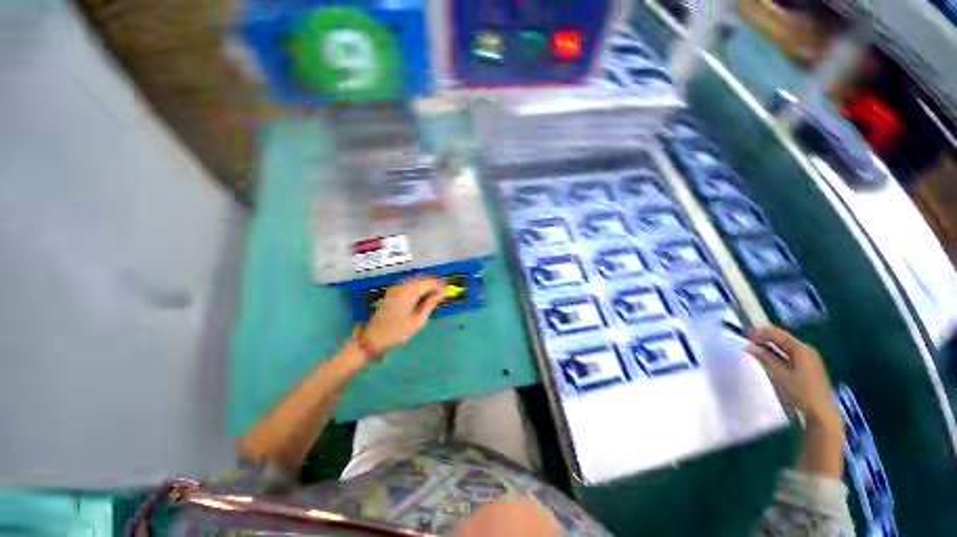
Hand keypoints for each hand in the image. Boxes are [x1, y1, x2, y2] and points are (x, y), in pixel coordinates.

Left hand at [361, 277, 444, 356]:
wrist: (372, 339)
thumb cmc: (397, 333)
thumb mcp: (418, 321)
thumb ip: (430, 304)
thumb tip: (441, 293)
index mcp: (409, 291)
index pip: (429, 282)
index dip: (440, 286)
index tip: (447, 295)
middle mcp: (402, 285)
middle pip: (423, 279)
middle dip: (434, 285)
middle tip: (442, 297)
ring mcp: (396, 288)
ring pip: (416, 281)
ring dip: (426, 287)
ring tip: (434, 298)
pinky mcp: (392, 292)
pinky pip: (409, 285)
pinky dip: (418, 289)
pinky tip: (422, 298)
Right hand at [748, 326, 839, 429]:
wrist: (821, 412)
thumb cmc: (800, 392)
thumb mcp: (780, 375)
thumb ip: (765, 358)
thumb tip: (750, 345)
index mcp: (801, 349)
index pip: (778, 334)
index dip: (761, 332)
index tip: (745, 334)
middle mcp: (807, 350)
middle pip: (783, 338)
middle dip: (765, 337)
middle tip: (748, 340)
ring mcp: (810, 358)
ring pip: (786, 346)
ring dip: (771, 345)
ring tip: (756, 347)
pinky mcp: (809, 367)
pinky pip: (790, 353)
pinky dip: (778, 352)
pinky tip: (770, 356)